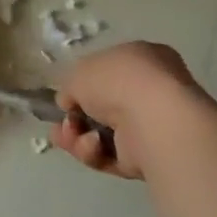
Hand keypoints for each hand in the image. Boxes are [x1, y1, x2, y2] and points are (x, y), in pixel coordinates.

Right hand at [53, 41, 200, 178]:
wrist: (154, 120)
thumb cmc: (118, 81)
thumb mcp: (78, 70)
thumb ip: (70, 86)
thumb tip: (70, 103)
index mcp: (142, 59)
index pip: (108, 72)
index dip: (83, 84)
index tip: (66, 96)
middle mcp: (150, 91)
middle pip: (101, 107)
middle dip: (75, 118)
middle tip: (62, 123)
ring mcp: (151, 126)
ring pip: (101, 134)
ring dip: (78, 137)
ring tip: (69, 136)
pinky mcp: (148, 157)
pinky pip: (111, 155)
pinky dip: (94, 152)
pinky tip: (90, 146)